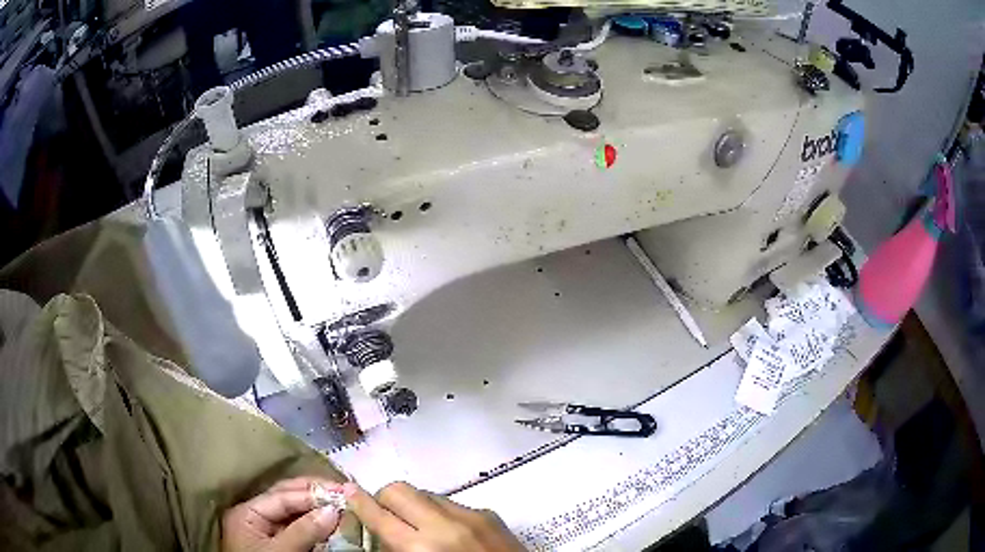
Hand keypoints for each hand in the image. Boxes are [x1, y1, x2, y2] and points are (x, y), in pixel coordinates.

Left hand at [222, 476, 342, 551]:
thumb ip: (303, 531)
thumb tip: (332, 510)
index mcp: (246, 513)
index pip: (281, 496)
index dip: (309, 493)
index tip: (338, 492)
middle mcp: (255, 517)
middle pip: (286, 499)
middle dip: (314, 494)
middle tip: (342, 491)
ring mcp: (268, 532)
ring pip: (294, 513)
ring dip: (317, 508)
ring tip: (341, 503)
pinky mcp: (281, 545)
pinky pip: (299, 529)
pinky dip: (315, 525)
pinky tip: (331, 521)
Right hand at [343, 481, 524, 550]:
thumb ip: (396, 550)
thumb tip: (380, 532)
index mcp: (421, 548)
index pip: (378, 515)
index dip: (358, 502)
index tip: (347, 492)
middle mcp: (444, 525)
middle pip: (399, 490)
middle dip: (385, 499)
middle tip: (385, 516)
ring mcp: (471, 516)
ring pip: (426, 493)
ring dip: (414, 506)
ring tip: (419, 526)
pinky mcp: (490, 514)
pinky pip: (452, 503)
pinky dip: (441, 513)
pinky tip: (449, 533)